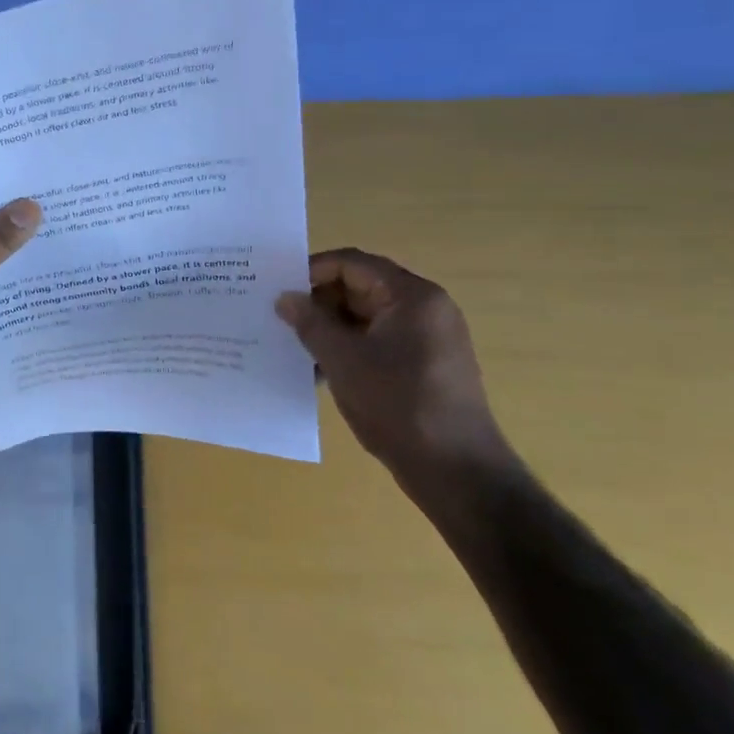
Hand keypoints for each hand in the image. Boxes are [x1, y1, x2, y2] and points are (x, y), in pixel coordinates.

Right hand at [275, 247, 511, 488]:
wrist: (455, 469)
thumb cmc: (398, 404)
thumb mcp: (342, 360)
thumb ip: (310, 323)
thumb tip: (284, 298)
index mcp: (412, 296)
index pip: (352, 263)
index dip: (311, 271)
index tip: (278, 290)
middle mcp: (424, 308)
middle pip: (360, 287)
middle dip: (318, 301)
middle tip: (279, 318)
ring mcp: (427, 337)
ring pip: (365, 317)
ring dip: (329, 328)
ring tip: (293, 345)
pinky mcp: (424, 364)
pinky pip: (377, 341)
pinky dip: (348, 348)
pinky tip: (320, 370)